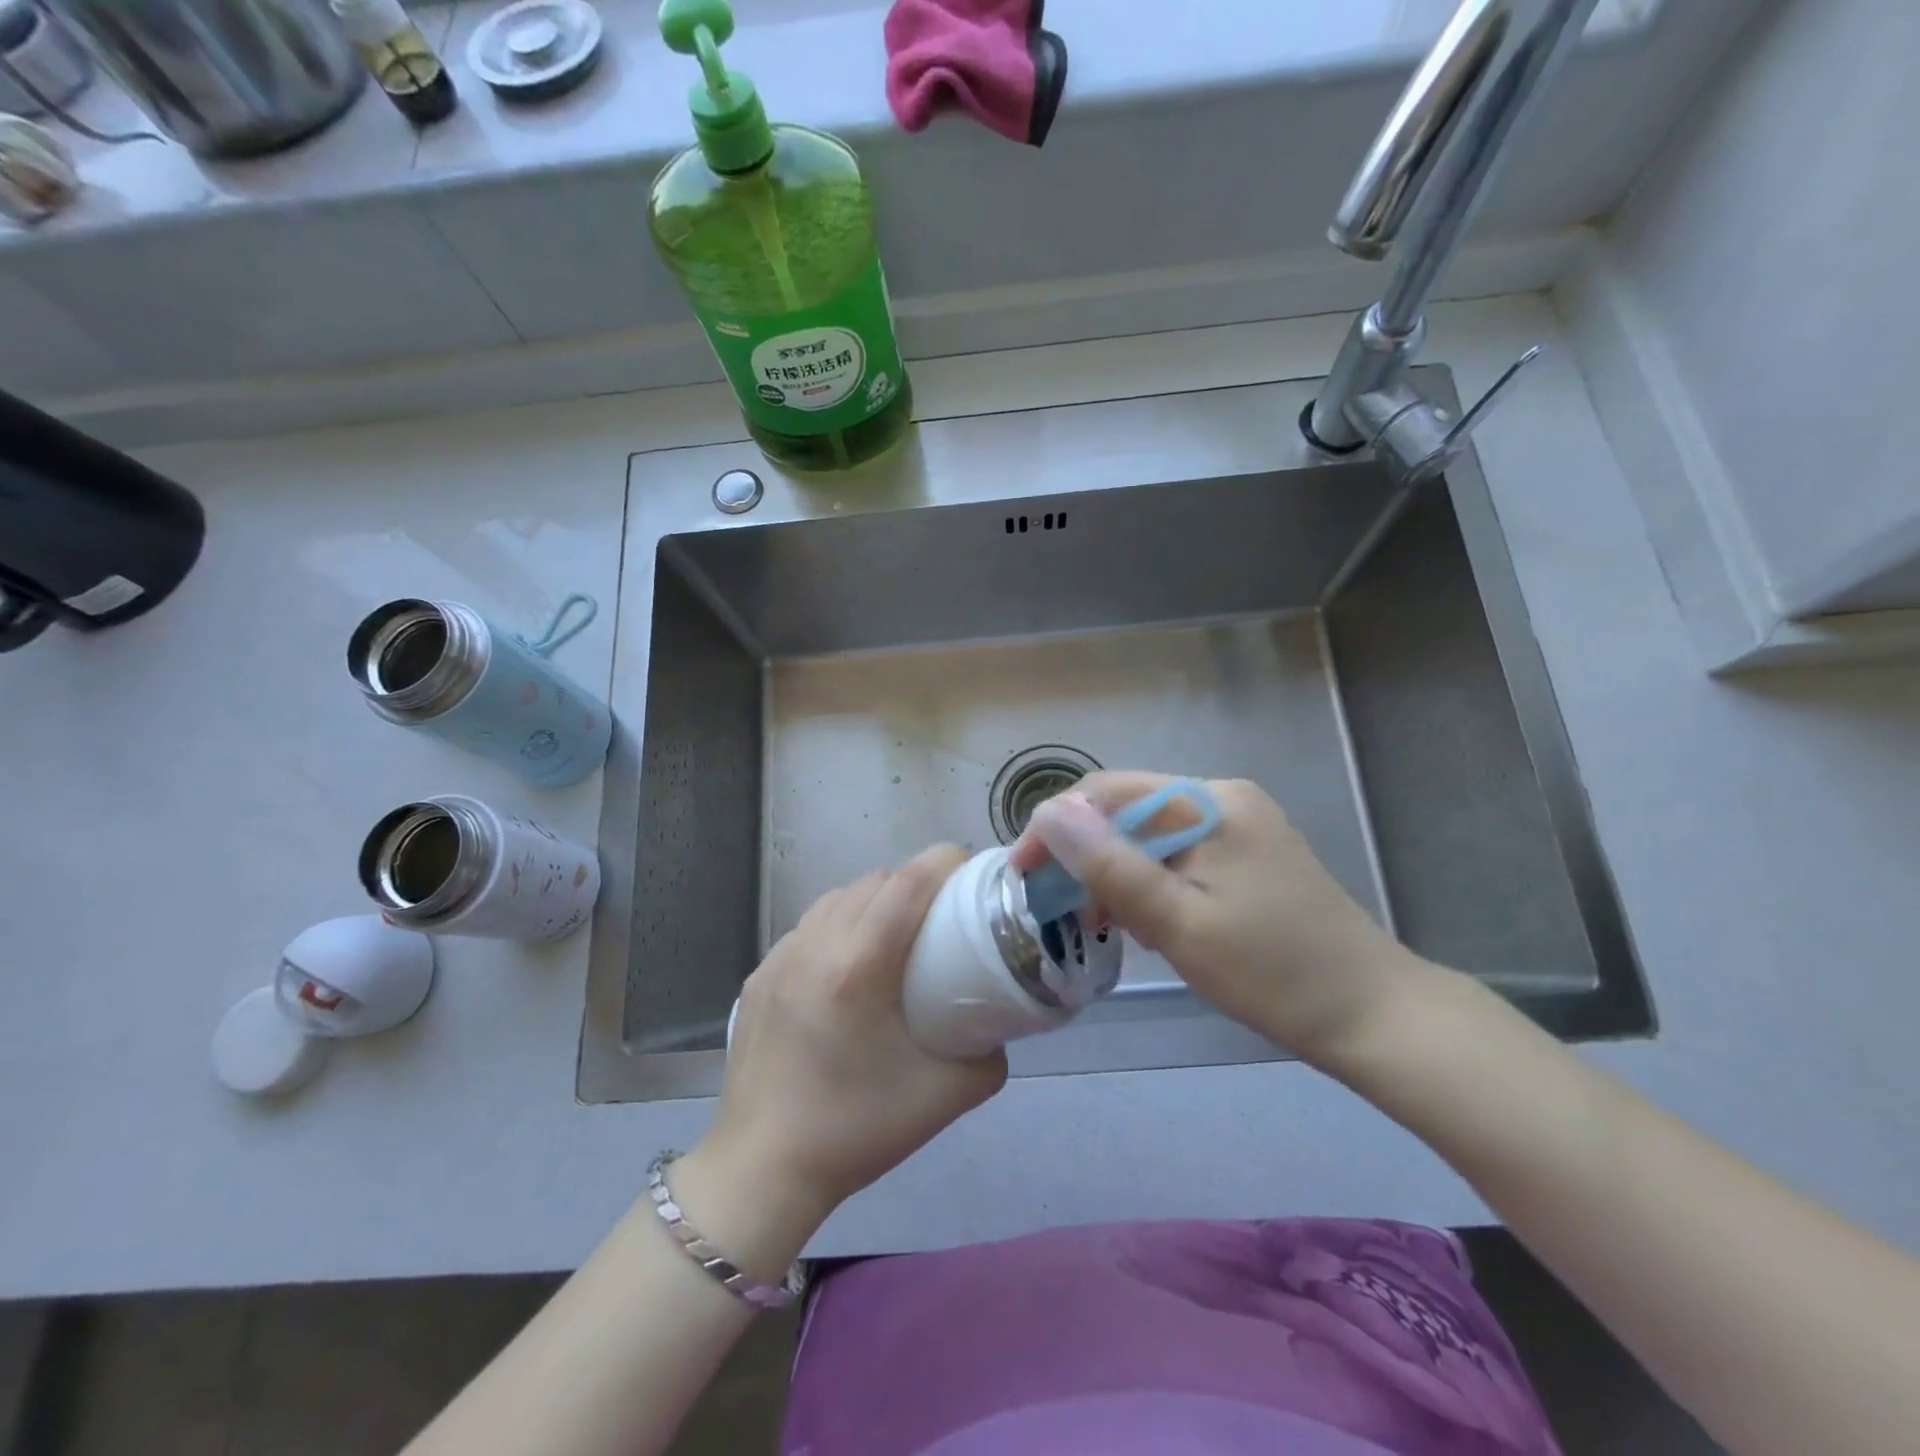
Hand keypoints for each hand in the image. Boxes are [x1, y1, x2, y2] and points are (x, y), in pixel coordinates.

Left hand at [682, 845, 1006, 1268]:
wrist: (761, 1171)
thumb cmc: (854, 1130)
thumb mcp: (943, 1098)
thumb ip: (987, 1057)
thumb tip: (997, 1030)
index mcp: (857, 966)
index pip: (907, 883)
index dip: (944, 861)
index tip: (971, 871)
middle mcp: (814, 946)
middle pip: (873, 881)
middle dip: (913, 881)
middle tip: (940, 914)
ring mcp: (779, 958)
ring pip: (836, 898)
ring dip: (873, 900)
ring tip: (894, 936)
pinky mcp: (758, 976)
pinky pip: (808, 927)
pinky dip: (837, 925)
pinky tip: (847, 967)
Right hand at [1011, 773, 1432, 1067]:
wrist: (1374, 1016)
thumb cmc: (1272, 972)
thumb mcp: (1178, 923)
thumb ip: (1112, 865)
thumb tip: (1049, 811)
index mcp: (1209, 802)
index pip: (1109, 792)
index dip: (1057, 826)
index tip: (1023, 874)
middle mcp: (1224, 799)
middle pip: (1129, 811)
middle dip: (1086, 854)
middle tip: (1060, 908)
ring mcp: (1240, 826)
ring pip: (1151, 835)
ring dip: (1117, 872)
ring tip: (1101, 923)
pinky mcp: (1249, 855)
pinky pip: (1179, 855)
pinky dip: (1151, 883)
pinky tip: (1145, 923)